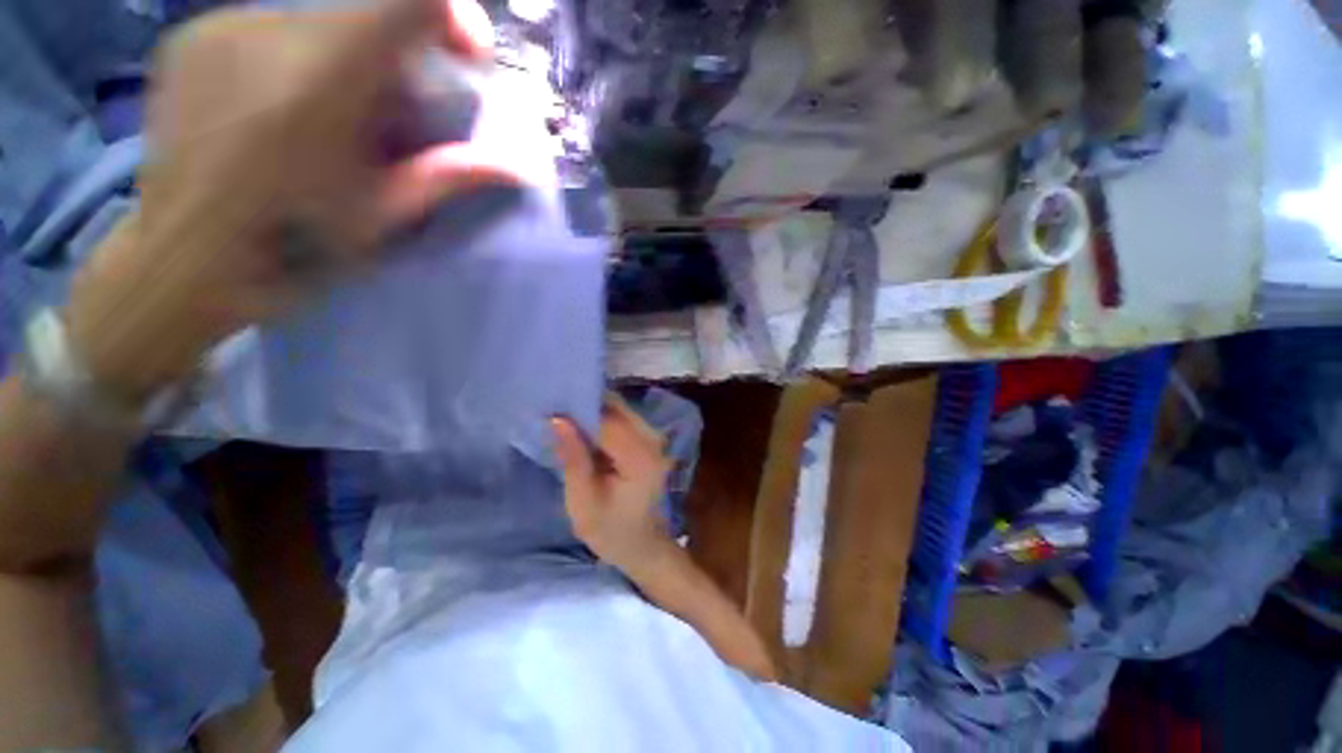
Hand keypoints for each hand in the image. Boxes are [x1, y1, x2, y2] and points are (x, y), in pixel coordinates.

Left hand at [65, 0, 516, 402]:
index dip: (454, 16)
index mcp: (325, 75)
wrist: (182, 260)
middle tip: (395, 112)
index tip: (465, 55)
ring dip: (347, 57)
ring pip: (318, 19)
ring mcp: (222, 26)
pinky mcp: (192, 36)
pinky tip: (281, 108)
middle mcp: (270, 29)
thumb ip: (450, 173)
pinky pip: (268, 27)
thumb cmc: (293, 244)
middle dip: (400, 54)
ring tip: (331, 117)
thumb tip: (521, 166)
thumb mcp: (385, 212)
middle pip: (367, 11)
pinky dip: (297, 58)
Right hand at [551, 396, 675, 573]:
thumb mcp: (583, 502)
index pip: (608, 421)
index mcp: (640, 458)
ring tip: (565, 419)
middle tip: (555, 412)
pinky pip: (623, 419)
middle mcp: (653, 440)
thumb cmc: (610, 531)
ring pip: (620, 410)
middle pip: (617, 408)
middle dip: (586, 405)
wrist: (642, 546)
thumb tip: (558, 419)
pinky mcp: (649, 440)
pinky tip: (583, 430)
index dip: (579, 410)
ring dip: (593, 411)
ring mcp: (654, 438)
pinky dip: (602, 420)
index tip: (550, 409)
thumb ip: (573, 459)